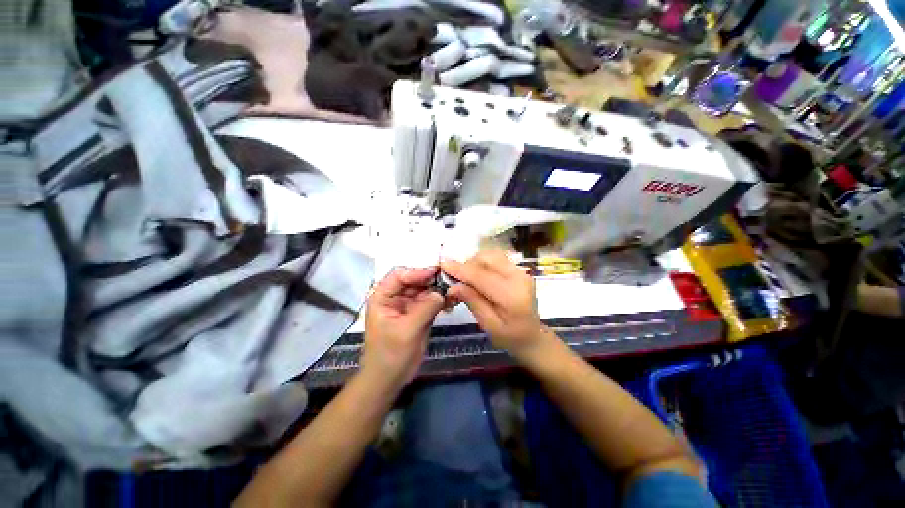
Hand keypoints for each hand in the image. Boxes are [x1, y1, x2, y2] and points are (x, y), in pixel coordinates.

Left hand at [362, 267, 444, 387]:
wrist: (389, 379)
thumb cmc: (391, 354)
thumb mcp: (407, 330)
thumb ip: (425, 308)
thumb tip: (442, 292)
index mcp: (383, 297)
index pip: (399, 275)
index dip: (417, 272)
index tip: (436, 272)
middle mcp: (395, 297)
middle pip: (414, 280)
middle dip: (431, 280)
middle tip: (450, 280)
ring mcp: (408, 305)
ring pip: (424, 290)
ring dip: (438, 289)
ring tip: (454, 290)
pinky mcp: (418, 314)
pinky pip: (430, 302)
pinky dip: (441, 300)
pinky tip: (452, 301)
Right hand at [441, 251, 549, 359]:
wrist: (532, 336)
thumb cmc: (510, 337)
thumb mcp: (488, 325)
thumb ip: (472, 302)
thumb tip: (453, 286)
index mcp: (512, 295)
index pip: (481, 276)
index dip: (461, 269)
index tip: (443, 265)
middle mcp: (519, 277)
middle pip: (487, 259)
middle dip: (467, 265)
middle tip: (456, 279)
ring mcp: (520, 271)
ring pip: (491, 255)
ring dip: (475, 262)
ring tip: (467, 278)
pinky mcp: (518, 269)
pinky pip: (496, 258)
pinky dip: (483, 262)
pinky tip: (478, 275)